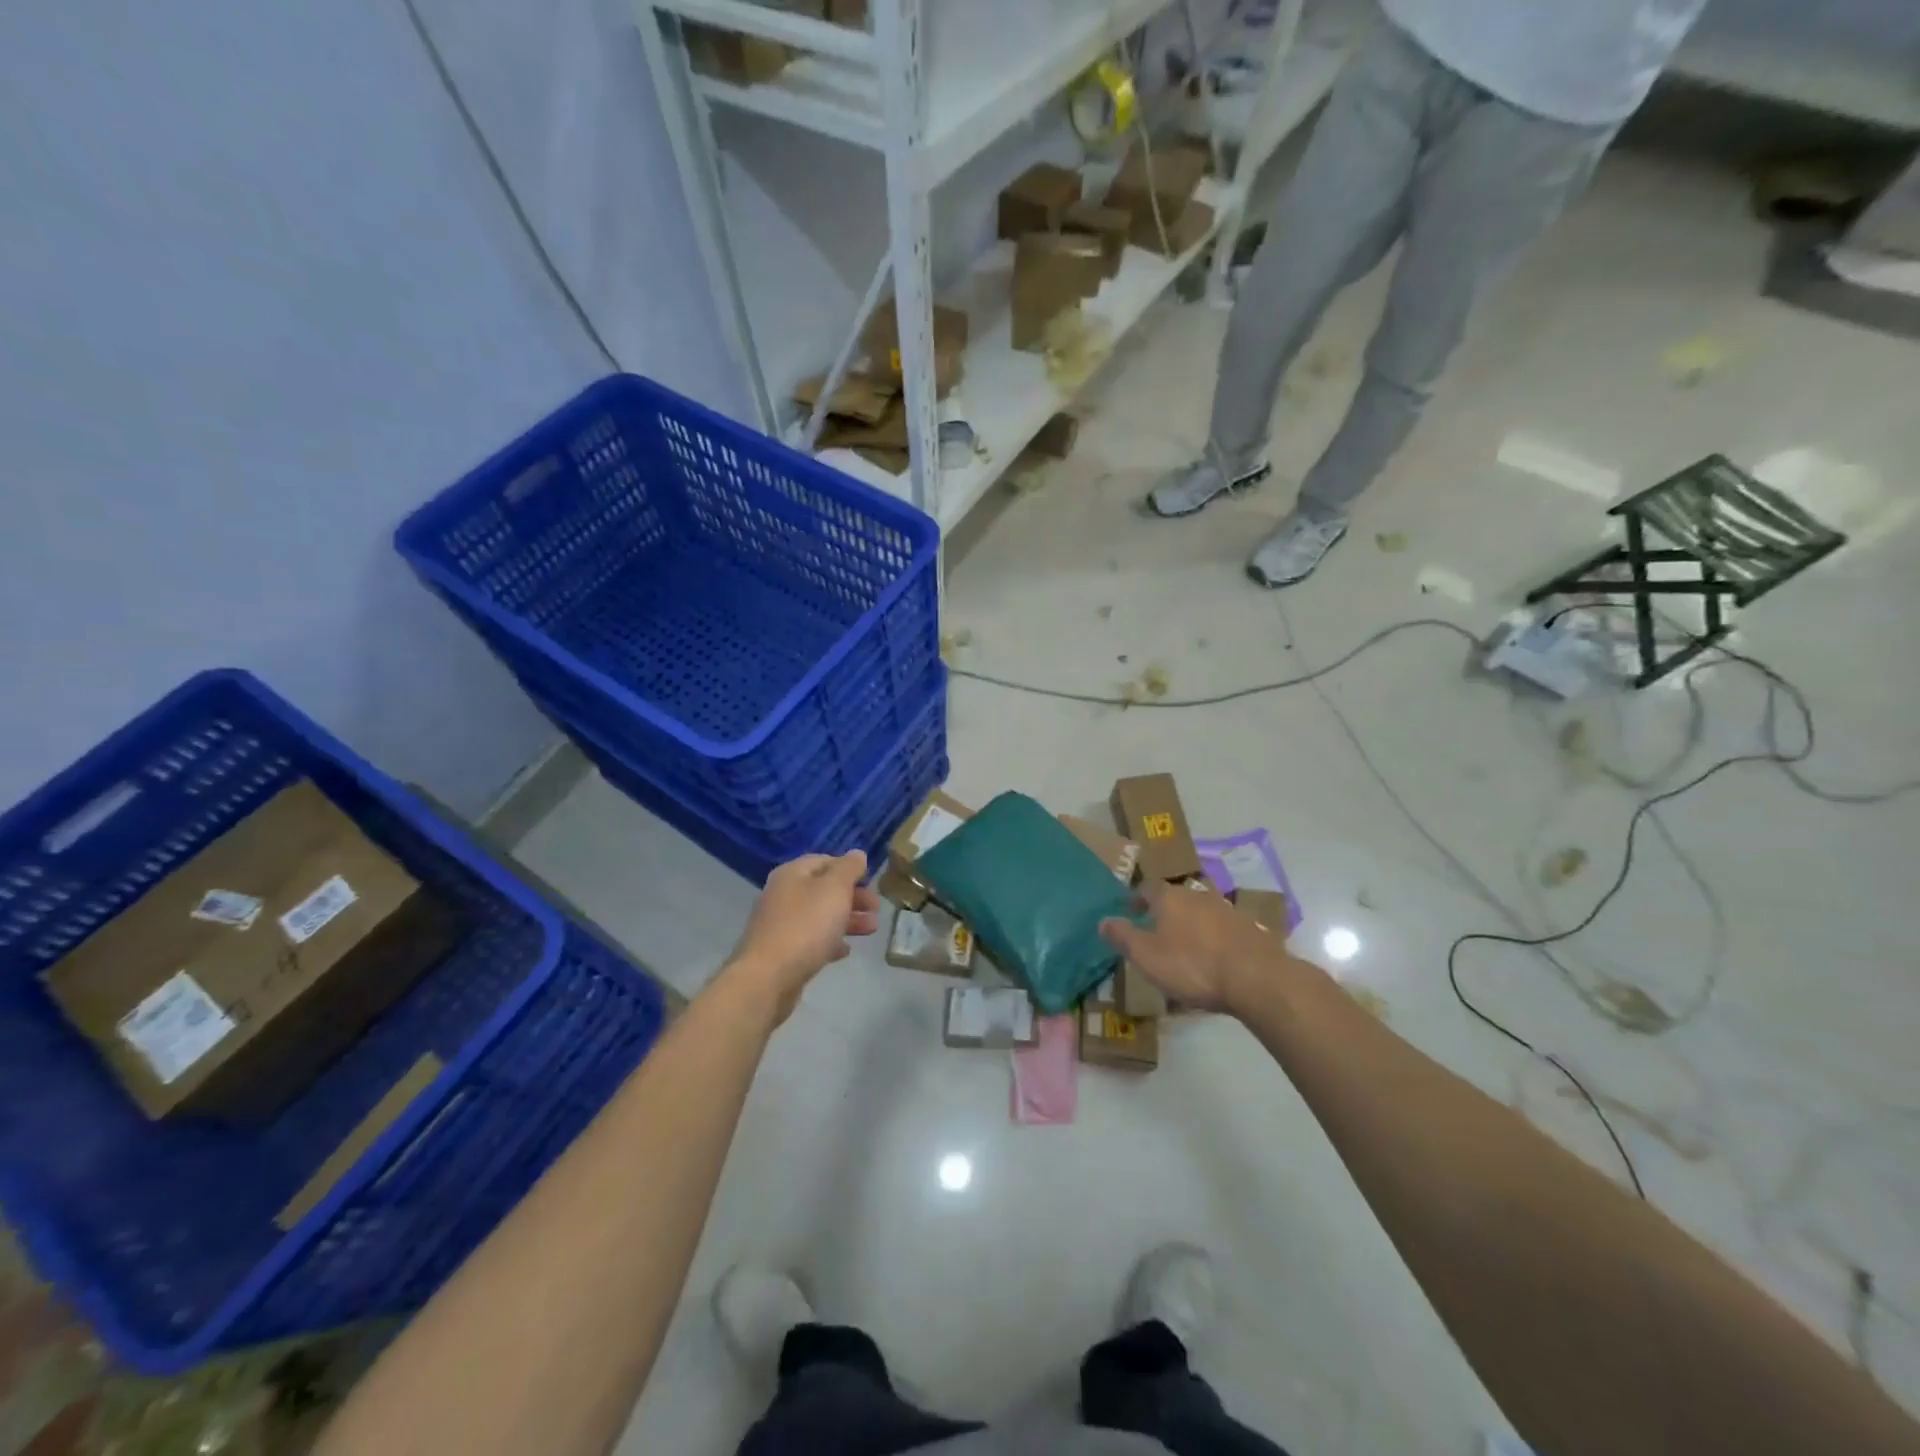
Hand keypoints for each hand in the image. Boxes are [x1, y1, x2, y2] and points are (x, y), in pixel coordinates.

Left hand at [728, 851, 879, 1018]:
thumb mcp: (834, 889)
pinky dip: (830, 941)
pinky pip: (811, 940)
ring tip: (871, 930)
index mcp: (792, 874)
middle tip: (876, 909)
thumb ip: (849, 868)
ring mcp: (780, 925)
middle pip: (823, 890)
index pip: (825, 860)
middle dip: (853, 897)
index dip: (849, 868)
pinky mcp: (782, 952)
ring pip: (820, 916)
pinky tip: (845, 951)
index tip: (871, 882)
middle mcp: (783, 895)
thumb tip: (857, 854)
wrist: (768, 978)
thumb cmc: (805, 926)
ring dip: (847, 920)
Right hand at [1098, 881, 1296, 1014]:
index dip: (1137, 899)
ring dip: (1190, 925)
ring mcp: (1227, 910)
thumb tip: (1103, 920)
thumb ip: (1123, 937)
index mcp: (1170, 897)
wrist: (1257, 978)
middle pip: (1175, 898)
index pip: (1147, 888)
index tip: (1130, 911)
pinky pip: (1222, 929)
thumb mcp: (1147, 956)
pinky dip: (1213, 939)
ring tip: (1184, 948)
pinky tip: (1213, 959)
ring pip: (1200, 912)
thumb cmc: (1193, 965)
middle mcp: (1198, 895)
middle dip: (1164, 912)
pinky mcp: (1249, 929)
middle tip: (1155, 931)